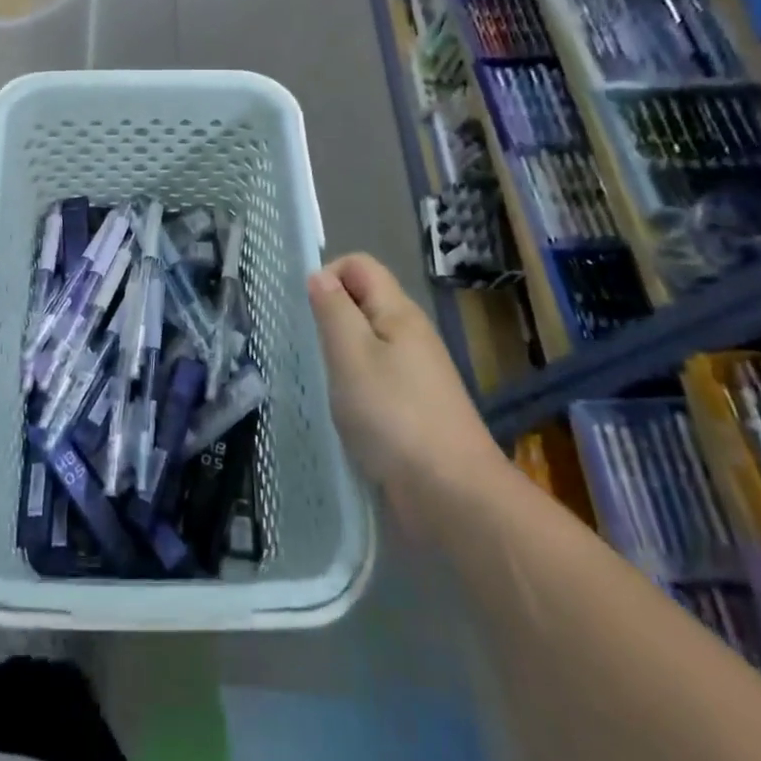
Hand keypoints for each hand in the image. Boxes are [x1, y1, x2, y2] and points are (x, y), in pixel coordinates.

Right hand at [308, 253, 502, 504]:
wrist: (453, 495)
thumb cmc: (394, 416)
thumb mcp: (351, 355)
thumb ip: (333, 310)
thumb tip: (319, 276)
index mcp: (398, 312)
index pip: (359, 265)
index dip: (328, 275)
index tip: (307, 312)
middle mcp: (411, 334)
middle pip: (363, 301)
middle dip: (331, 316)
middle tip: (308, 349)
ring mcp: (416, 373)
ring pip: (368, 342)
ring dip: (340, 355)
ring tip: (321, 381)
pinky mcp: (415, 408)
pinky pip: (376, 378)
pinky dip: (355, 386)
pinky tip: (344, 411)